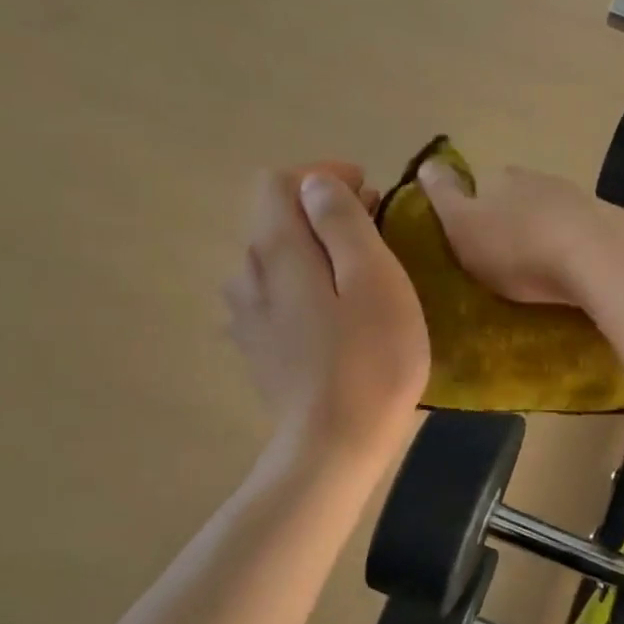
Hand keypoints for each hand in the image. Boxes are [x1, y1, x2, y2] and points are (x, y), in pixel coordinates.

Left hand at [224, 164, 429, 456]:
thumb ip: (343, 222)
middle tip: (377, 231)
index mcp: (274, 250)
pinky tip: (338, 314)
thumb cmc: (370, 360)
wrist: (335, 445)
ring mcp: (247, 315)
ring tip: (361, 272)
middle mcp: (247, 273)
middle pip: (276, 218)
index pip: (280, 182)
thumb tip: (317, 185)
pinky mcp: (258, 347)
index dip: (324, 177)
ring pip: (276, 258)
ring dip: (316, 249)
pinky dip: (307, 284)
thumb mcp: (374, 279)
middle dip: (324, 212)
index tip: (371, 194)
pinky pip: (277, 294)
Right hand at [416, 158, 623, 305]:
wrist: (589, 263)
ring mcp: (578, 200)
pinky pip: (580, 234)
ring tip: (541, 266)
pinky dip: (572, 246)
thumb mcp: (462, 226)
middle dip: (514, 221)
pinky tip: (570, 268)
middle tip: (509, 257)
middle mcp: (542, 179)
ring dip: (545, 233)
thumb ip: (443, 196)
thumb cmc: (515, 249)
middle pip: (521, 198)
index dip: (478, 210)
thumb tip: (427, 162)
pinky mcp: (605, 225)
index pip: (484, 186)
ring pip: (552, 213)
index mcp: (503, 177)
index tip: (478, 239)